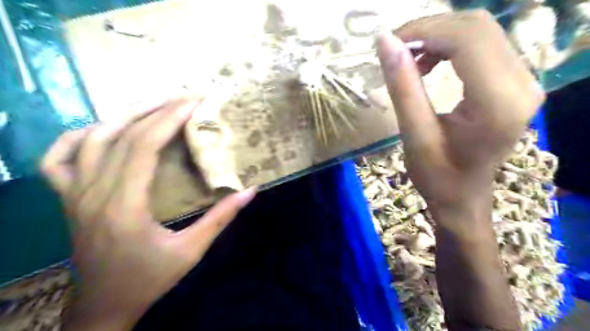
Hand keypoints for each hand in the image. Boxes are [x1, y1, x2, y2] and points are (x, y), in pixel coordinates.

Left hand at [40, 98, 254, 330]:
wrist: (103, 307)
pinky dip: (79, 135)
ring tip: (156, 105)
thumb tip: (250, 191)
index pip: (144, 146)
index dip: (170, 118)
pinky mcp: (67, 198)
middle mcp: (93, 192)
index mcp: (124, 205)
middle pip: (121, 135)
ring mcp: (73, 193)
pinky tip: (103, 128)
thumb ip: (221, 218)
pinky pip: (60, 157)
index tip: (194, 102)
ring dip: (126, 115)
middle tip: (185, 96)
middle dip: (157, 109)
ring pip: (91, 138)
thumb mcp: (191, 251)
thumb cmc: (149, 279)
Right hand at [378, 8, 542, 217]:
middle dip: (429, 30)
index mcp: (497, 103)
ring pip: (480, 31)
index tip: (389, 43)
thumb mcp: (414, 134)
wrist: (463, 195)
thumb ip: (402, 86)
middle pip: (476, 27)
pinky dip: (450, 46)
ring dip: (438, 36)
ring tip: (410, 60)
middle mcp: (522, 84)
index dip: (424, 31)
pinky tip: (429, 64)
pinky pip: (483, 45)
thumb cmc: (437, 175)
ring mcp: (524, 81)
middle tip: (395, 49)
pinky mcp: (515, 82)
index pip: (466, 39)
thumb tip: (385, 41)